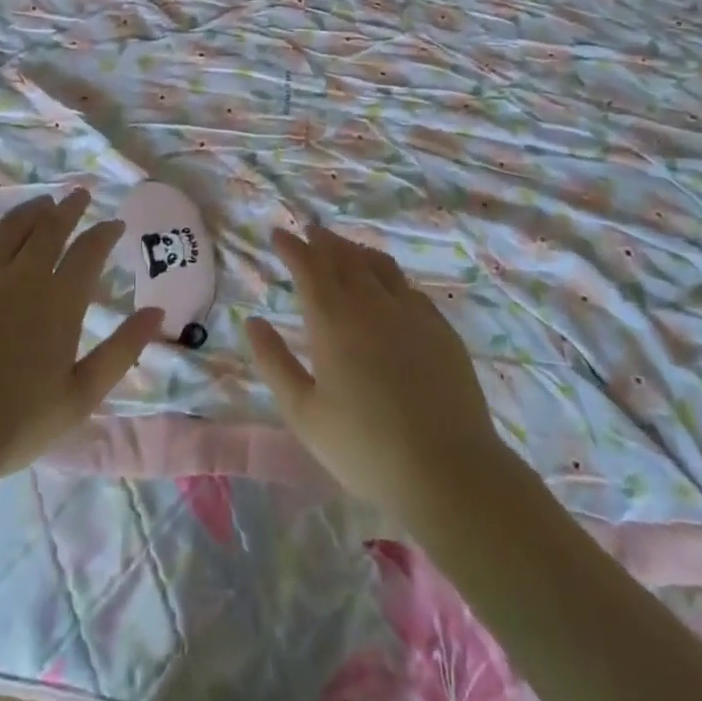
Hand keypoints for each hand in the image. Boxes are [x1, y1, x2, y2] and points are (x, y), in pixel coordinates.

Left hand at [0, 191, 161, 480]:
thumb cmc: (14, 424)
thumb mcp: (81, 396)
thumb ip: (122, 350)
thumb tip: (157, 312)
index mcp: (59, 301)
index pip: (89, 251)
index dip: (105, 233)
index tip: (115, 224)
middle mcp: (21, 277)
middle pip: (49, 228)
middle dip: (69, 208)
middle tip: (80, 195)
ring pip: (8, 228)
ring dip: (30, 210)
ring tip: (42, 203)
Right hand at [247, 224, 507, 515]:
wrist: (448, 469)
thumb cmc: (365, 447)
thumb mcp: (304, 413)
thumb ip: (274, 362)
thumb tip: (253, 322)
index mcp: (333, 320)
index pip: (309, 267)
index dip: (291, 247)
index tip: (278, 234)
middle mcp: (372, 303)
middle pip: (344, 257)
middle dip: (322, 241)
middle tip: (309, 232)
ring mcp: (411, 312)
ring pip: (379, 265)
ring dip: (356, 250)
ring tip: (344, 249)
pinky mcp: (440, 328)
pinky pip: (408, 287)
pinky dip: (388, 276)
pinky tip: (388, 287)